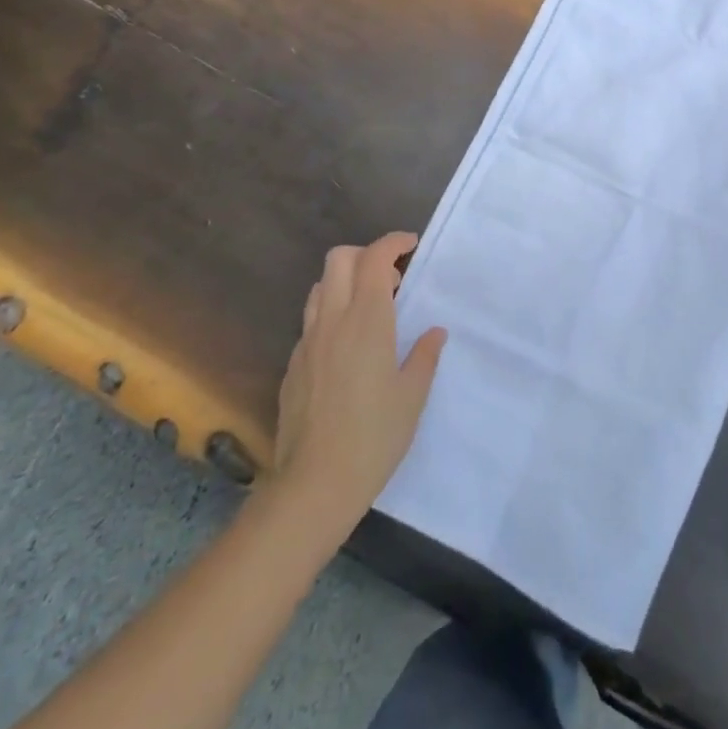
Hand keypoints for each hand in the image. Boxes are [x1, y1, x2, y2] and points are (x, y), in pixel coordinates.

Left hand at [273, 232, 446, 528]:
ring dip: (345, 282)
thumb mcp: (412, 397)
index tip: (411, 246)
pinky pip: (312, 321)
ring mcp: (307, 342)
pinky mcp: (293, 365)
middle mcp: (333, 321)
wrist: (313, 486)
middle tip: (392, 278)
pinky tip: (347, 348)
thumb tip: (434, 332)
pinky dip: (331, 314)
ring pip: (321, 286)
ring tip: (370, 308)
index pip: (374, 258)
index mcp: (367, 321)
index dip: (393, 242)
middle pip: (339, 259)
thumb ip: (424, 356)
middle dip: (366, 254)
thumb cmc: (373, 438)